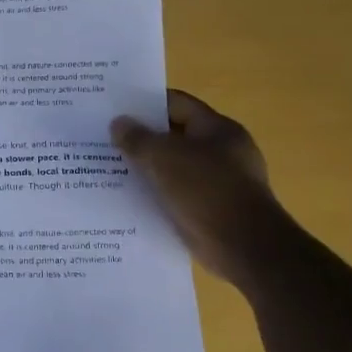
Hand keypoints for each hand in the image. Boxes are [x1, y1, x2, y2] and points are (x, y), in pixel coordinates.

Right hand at [111, 89, 286, 281]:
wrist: (245, 248)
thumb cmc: (207, 191)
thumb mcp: (164, 158)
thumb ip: (137, 138)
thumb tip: (118, 124)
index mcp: (217, 129)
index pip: (177, 104)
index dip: (145, 103)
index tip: (115, 108)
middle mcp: (222, 152)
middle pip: (174, 136)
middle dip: (142, 138)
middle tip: (106, 139)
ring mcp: (219, 183)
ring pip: (173, 167)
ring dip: (147, 169)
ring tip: (110, 168)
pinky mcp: (212, 211)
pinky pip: (177, 195)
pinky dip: (156, 194)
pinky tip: (129, 198)